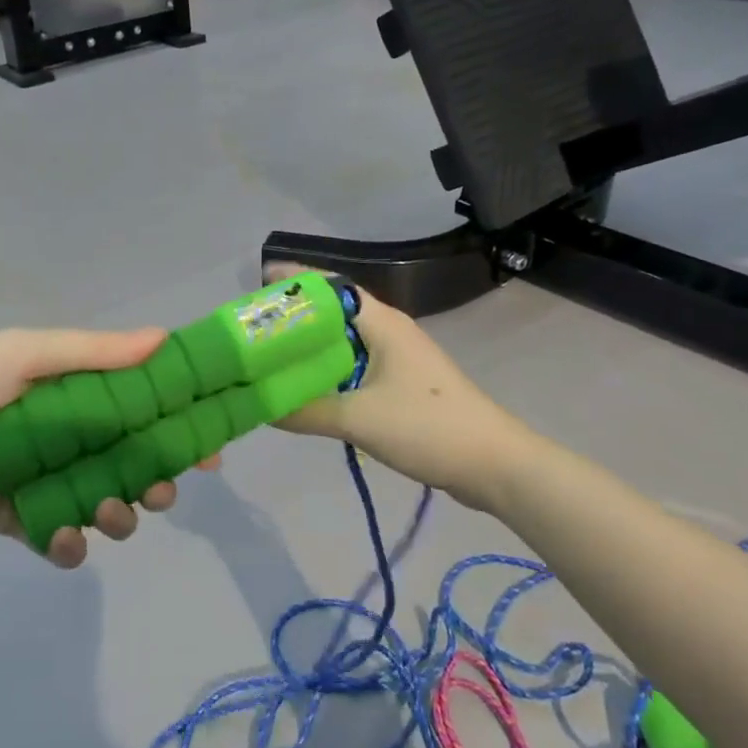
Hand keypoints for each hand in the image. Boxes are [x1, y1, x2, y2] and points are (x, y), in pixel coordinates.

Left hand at [0, 327, 212, 568]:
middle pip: (132, 460)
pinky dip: (69, 543)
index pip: (140, 405)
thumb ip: (93, 353)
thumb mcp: (26, 356)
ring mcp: (46, 478)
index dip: (178, 424)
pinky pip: (60, 536)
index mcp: (73, 392)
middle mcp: (68, 434)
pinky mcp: (22, 518)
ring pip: (105, 502)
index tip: (210, 447)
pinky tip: (62, 539)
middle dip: (157, 479)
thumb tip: (164, 339)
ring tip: (107, 516)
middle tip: (161, 493)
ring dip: (120, 515)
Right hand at [264, 264, 535, 499]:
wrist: (495, 465)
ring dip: (310, 350)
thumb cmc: (428, 427)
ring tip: (269, 359)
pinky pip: (354, 368)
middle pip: (333, 314)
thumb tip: (258, 405)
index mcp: (382, 323)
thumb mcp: (360, 419)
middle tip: (252, 331)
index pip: (331, 286)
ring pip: (343, 344)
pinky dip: (327, 374)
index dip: (295, 282)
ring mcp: (397, 359)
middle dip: (294, 319)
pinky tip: (305, 391)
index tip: (257, 287)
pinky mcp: (401, 386)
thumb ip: (306, 410)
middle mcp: (388, 332)